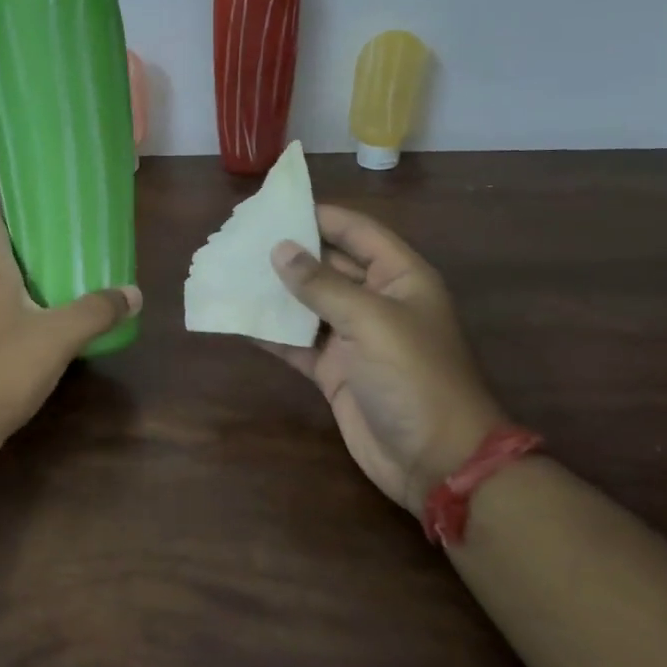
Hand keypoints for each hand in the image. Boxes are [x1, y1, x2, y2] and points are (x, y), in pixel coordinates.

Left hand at [0, 213, 140, 464]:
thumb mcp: (57, 337)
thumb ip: (95, 312)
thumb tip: (133, 292)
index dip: (15, 214)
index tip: (50, 215)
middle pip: (1, 258)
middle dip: (38, 254)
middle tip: (78, 254)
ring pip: (3, 294)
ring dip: (34, 290)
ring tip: (73, 291)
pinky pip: (2, 324)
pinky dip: (27, 321)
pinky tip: (53, 337)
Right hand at [261, 204, 503, 516]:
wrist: (435, 461)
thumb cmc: (414, 377)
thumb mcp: (370, 321)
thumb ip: (322, 284)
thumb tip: (279, 249)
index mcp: (400, 278)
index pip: (357, 232)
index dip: (319, 215)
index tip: (274, 206)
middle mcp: (376, 301)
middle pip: (328, 265)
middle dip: (289, 251)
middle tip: (241, 237)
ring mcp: (353, 337)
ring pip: (307, 303)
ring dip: (274, 290)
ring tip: (231, 271)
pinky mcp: (334, 370)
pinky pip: (296, 342)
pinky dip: (270, 331)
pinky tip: (238, 317)